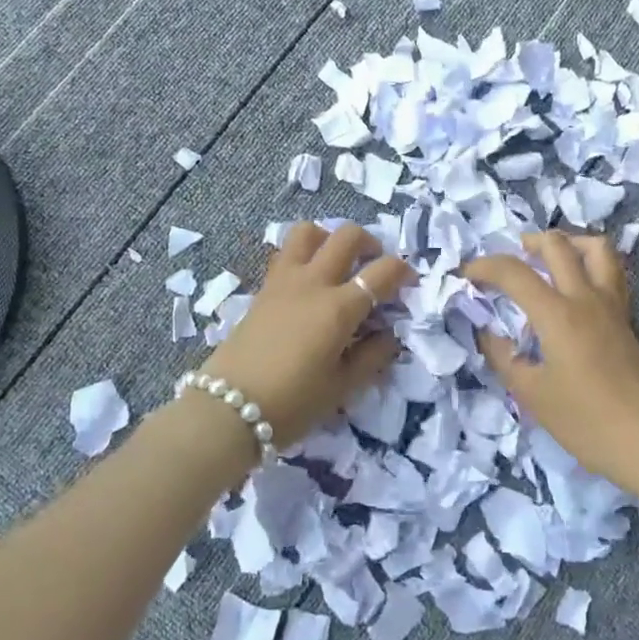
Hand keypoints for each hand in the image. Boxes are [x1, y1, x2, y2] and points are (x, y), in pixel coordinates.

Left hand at [199, 223, 415, 444]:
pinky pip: (287, 253)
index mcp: (339, 308)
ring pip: (308, 231)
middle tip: (374, 265)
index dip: (403, 272)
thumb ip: (372, 356)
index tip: (409, 284)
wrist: (229, 408)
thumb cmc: (293, 403)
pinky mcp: (264, 288)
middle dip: (370, 242)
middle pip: (346, 236)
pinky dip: (304, 254)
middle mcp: (313, 283)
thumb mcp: (342, 388)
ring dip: (329, 238)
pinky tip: (309, 283)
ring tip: (336, 263)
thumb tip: (390, 335)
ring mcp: (284, 280)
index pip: (382, 271)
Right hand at [467, 231, 638, 497]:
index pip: (513, 272)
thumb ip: (502, 356)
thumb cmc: (584, 422)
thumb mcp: (530, 394)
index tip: (465, 276)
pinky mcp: (626, 318)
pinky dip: (588, 263)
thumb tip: (485, 331)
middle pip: (557, 245)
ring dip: (567, 242)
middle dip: (526, 243)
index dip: (483, 267)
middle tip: (507, 262)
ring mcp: (611, 305)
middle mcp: (585, 298)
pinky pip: (609, 272)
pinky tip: (574, 285)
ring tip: (547, 259)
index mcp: (557, 314)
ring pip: (596, 248)